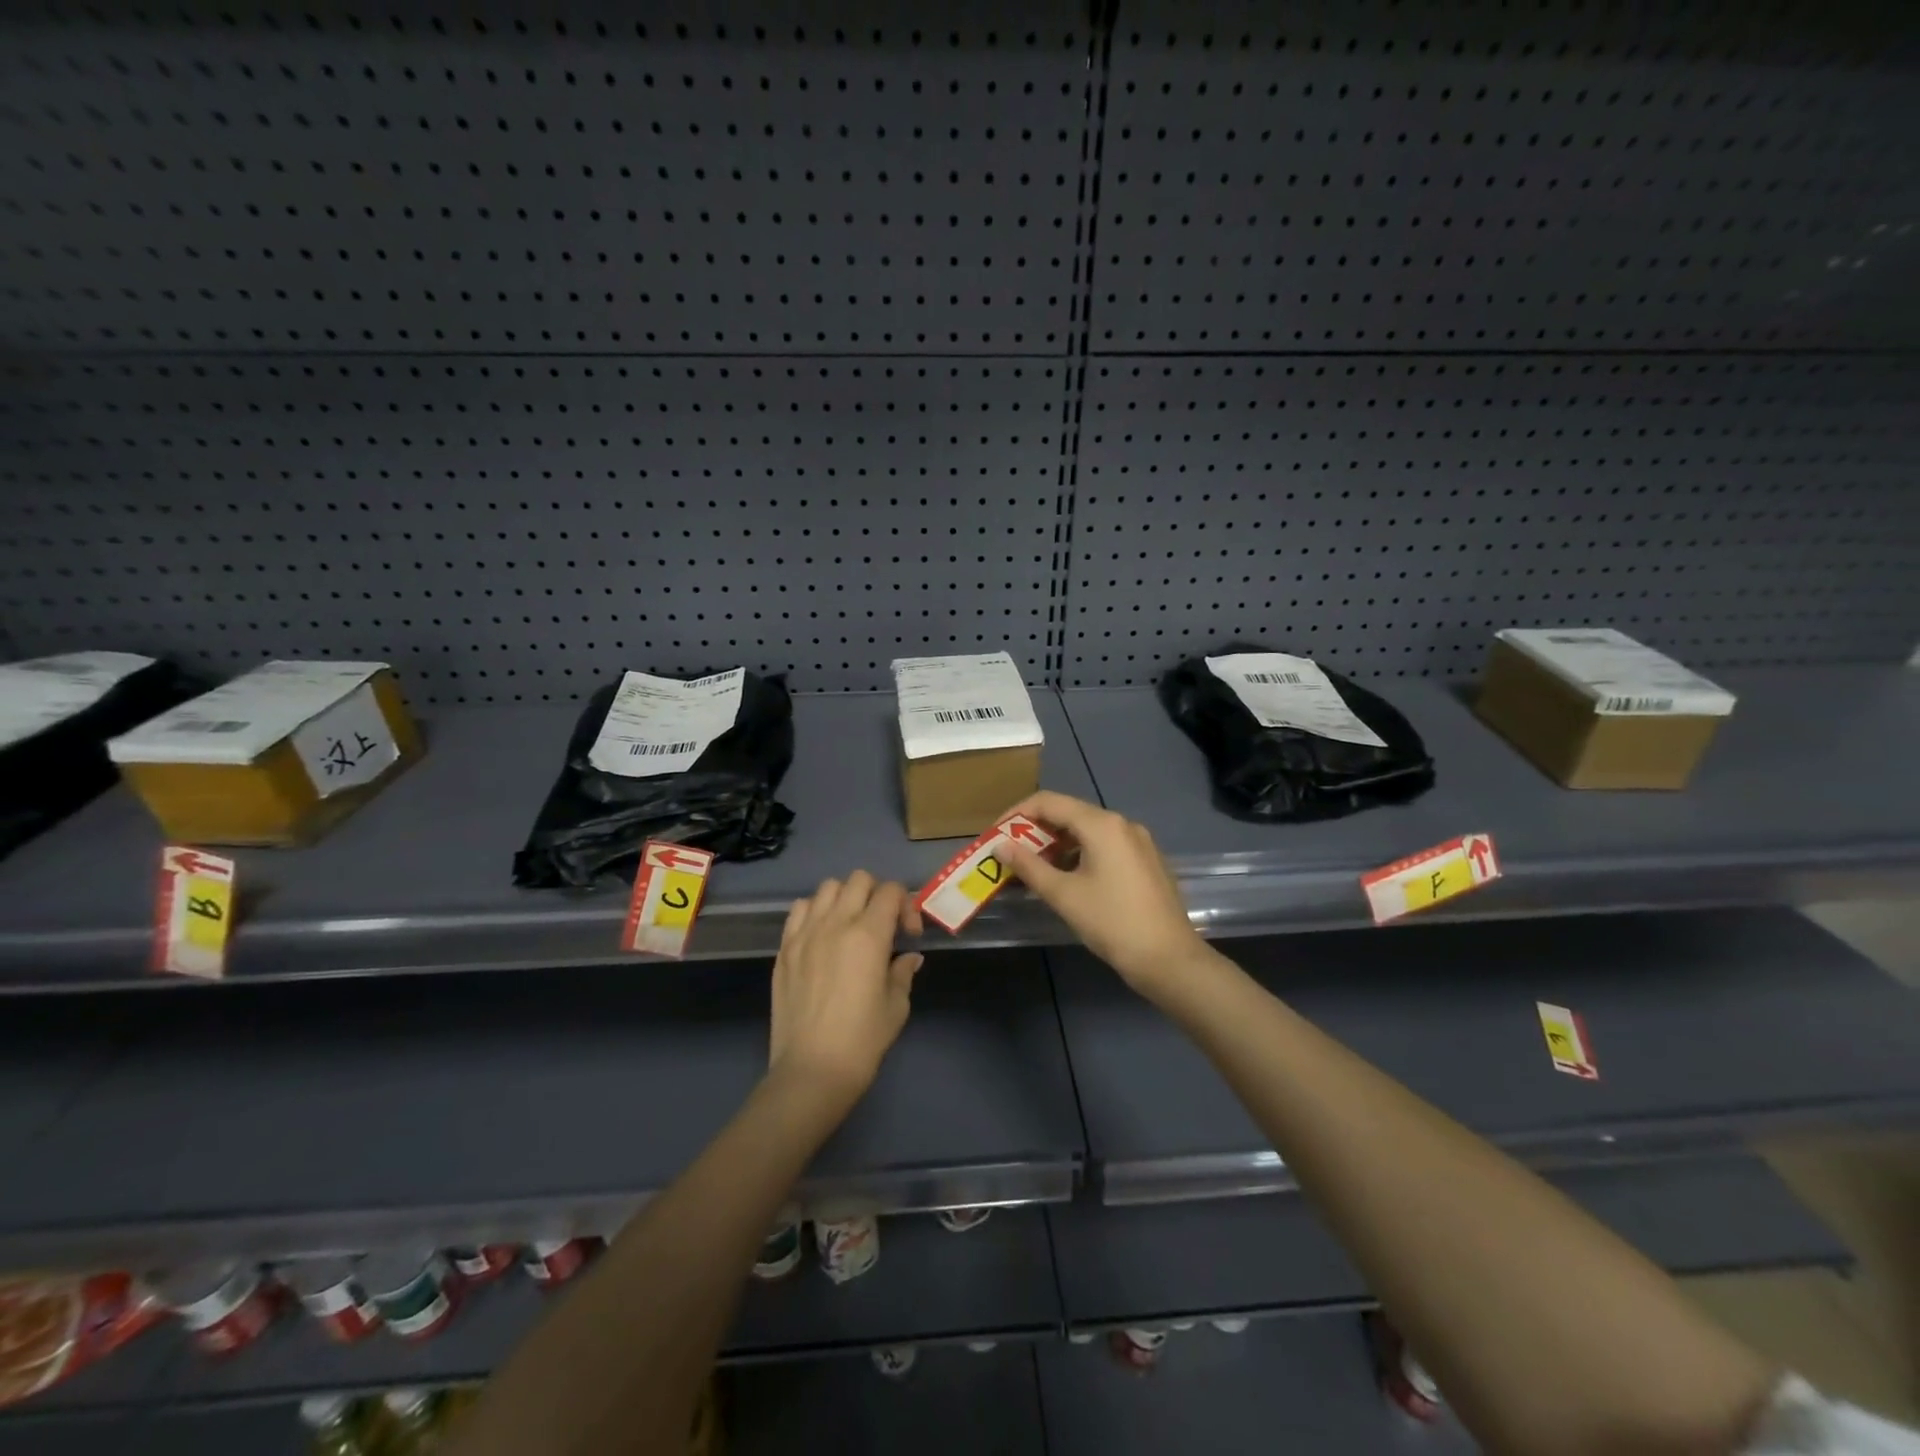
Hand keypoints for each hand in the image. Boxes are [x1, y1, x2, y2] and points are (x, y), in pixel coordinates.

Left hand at [767, 871, 923, 1113]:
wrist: (811, 1071)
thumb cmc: (862, 1041)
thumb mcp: (896, 1007)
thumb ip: (902, 973)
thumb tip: (908, 957)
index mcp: (869, 935)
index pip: (891, 891)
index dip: (906, 906)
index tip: (908, 935)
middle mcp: (836, 923)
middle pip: (859, 879)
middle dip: (877, 894)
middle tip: (882, 925)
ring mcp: (805, 933)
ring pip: (827, 887)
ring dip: (845, 898)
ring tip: (850, 926)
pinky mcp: (784, 948)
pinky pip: (800, 909)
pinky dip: (815, 911)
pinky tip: (822, 935)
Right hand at [1000, 791, 1210, 997]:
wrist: (1169, 959)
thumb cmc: (1112, 923)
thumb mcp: (1063, 895)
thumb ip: (1029, 866)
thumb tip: (1000, 846)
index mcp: (1102, 825)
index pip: (1048, 802)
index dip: (1016, 813)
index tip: (995, 835)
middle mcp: (1122, 824)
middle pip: (1069, 813)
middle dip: (1036, 830)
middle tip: (1011, 853)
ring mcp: (1138, 841)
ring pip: (1088, 830)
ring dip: (1057, 843)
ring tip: (1035, 868)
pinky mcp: (1146, 860)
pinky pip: (1106, 845)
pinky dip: (1080, 853)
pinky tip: (1068, 877)